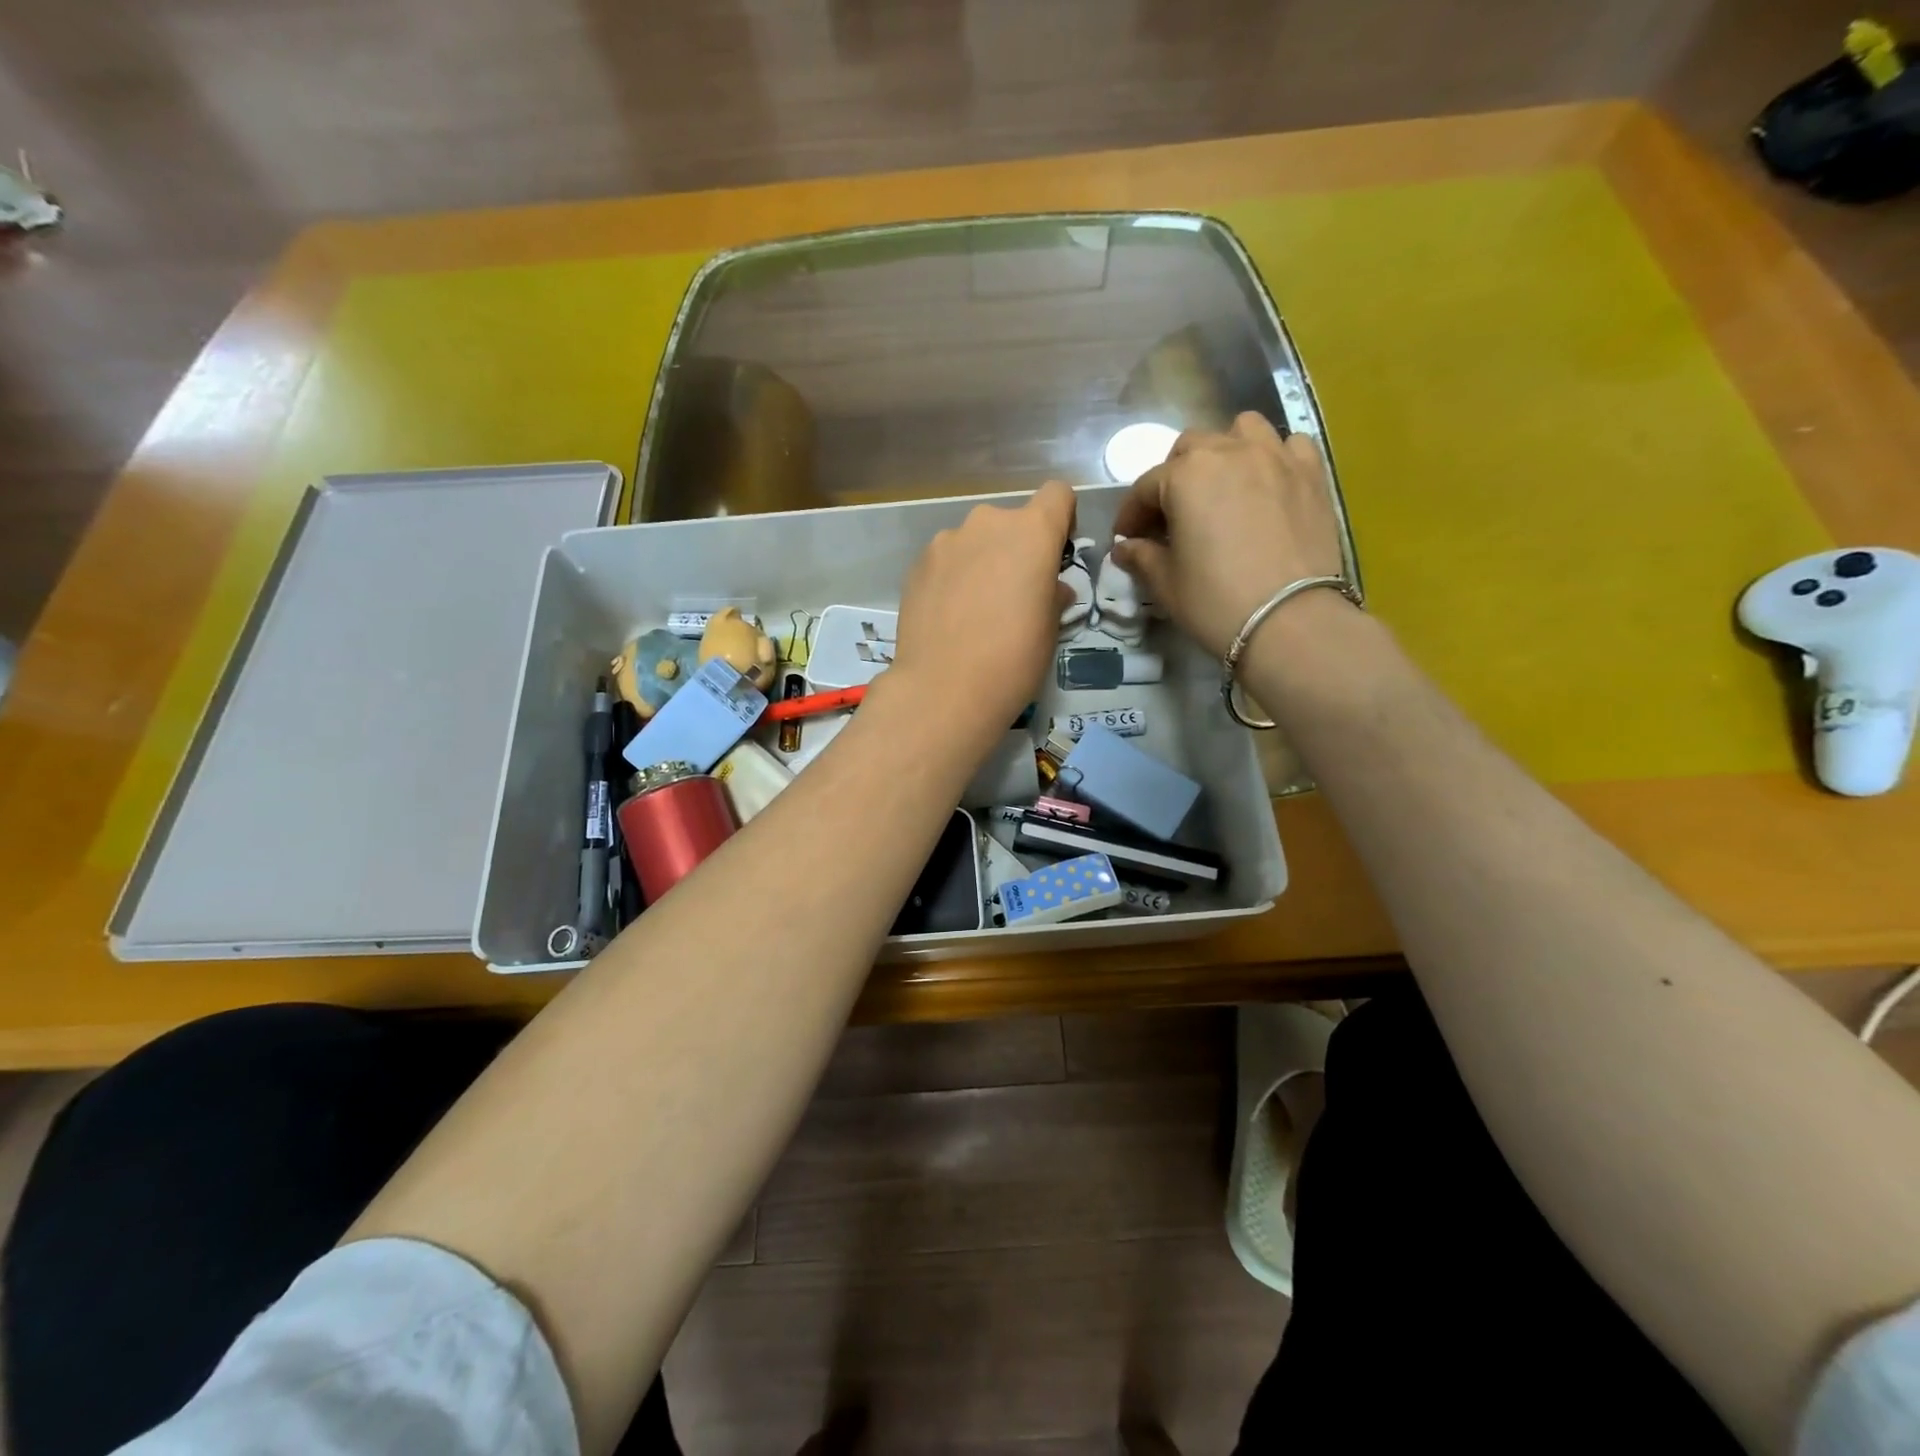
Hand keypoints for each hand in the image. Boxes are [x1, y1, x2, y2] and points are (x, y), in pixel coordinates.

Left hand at [890, 482, 1074, 756]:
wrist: (943, 690)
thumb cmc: (1013, 660)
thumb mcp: (1050, 630)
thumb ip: (1053, 594)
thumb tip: (1049, 588)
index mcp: (1032, 532)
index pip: (1057, 494)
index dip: (1061, 520)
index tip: (1055, 556)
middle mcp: (987, 523)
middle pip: (1011, 521)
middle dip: (1016, 549)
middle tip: (1013, 595)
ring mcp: (946, 541)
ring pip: (974, 541)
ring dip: (981, 562)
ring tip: (975, 610)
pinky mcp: (916, 565)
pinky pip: (946, 561)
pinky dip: (952, 578)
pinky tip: (948, 617)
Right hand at [1114, 412, 1350, 658]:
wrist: (1290, 621)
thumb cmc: (1215, 601)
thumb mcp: (1166, 583)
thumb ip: (1142, 556)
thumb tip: (1125, 548)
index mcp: (1185, 476)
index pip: (1145, 487)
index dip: (1131, 514)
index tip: (1128, 539)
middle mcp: (1228, 451)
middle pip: (1191, 448)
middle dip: (1174, 477)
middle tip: (1172, 515)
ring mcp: (1275, 456)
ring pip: (1242, 430)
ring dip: (1224, 451)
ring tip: (1222, 485)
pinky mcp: (1311, 473)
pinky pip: (1289, 446)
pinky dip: (1273, 457)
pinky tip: (1268, 485)